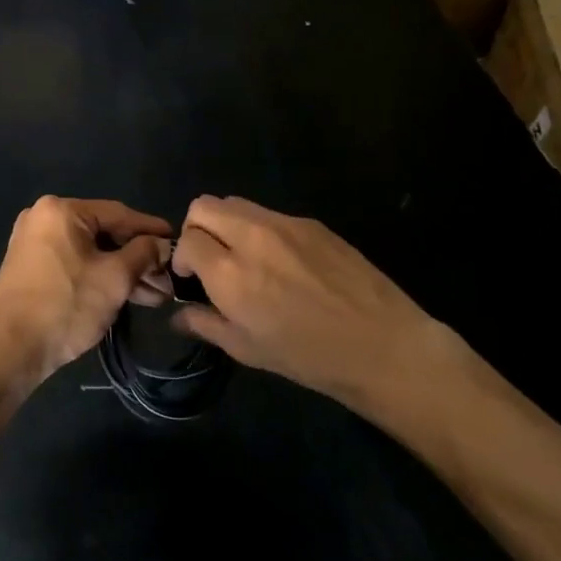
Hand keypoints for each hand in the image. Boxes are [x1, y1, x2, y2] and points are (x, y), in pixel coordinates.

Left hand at [0, 197, 170, 388]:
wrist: (9, 351)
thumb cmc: (66, 306)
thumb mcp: (114, 278)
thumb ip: (143, 253)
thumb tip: (161, 244)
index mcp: (61, 210)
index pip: (119, 214)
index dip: (151, 229)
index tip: (177, 241)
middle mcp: (43, 217)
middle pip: (104, 233)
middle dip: (138, 259)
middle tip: (168, 280)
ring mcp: (34, 242)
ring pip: (90, 252)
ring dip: (122, 272)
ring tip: (156, 296)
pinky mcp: (30, 267)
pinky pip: (74, 263)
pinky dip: (99, 277)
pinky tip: (127, 295)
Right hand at [169, 196, 463, 413]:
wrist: (383, 345)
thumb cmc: (310, 357)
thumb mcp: (248, 351)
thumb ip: (206, 324)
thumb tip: (178, 313)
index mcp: (231, 274)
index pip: (187, 239)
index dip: (182, 258)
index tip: (191, 277)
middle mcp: (252, 237)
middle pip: (204, 206)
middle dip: (197, 228)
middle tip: (210, 258)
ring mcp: (284, 224)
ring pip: (235, 202)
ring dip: (226, 224)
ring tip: (244, 256)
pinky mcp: (310, 222)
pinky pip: (269, 213)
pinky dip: (260, 229)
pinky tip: (284, 262)